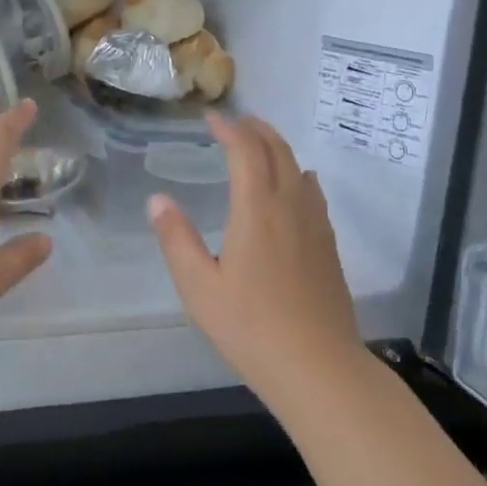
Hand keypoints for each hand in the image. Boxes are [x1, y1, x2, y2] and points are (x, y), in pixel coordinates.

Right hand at [148, 114, 363, 405]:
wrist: (319, 367)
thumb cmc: (251, 328)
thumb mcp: (199, 287)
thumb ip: (176, 239)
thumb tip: (157, 200)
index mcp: (257, 210)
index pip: (245, 151)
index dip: (229, 128)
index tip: (211, 118)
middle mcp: (290, 206)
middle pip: (277, 150)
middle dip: (256, 129)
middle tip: (235, 123)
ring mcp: (315, 224)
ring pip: (298, 167)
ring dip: (277, 147)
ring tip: (259, 145)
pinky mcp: (328, 244)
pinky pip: (312, 192)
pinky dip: (296, 173)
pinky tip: (294, 186)